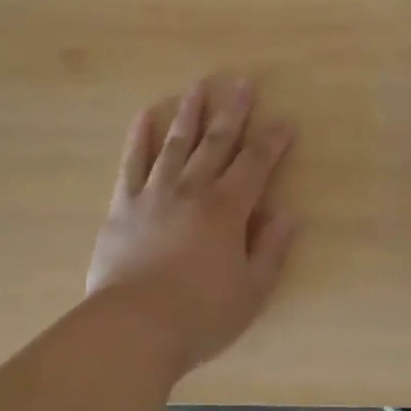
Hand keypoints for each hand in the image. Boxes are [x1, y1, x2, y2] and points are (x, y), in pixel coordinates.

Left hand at [86, 78, 297, 379]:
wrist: (132, 328)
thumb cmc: (200, 315)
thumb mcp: (251, 291)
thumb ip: (271, 249)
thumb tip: (288, 214)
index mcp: (226, 209)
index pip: (255, 164)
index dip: (272, 142)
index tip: (284, 122)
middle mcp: (192, 190)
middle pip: (216, 142)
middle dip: (233, 112)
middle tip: (242, 82)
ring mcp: (154, 194)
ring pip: (175, 144)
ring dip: (188, 114)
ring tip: (197, 88)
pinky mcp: (122, 206)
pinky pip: (131, 164)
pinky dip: (138, 139)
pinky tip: (143, 117)